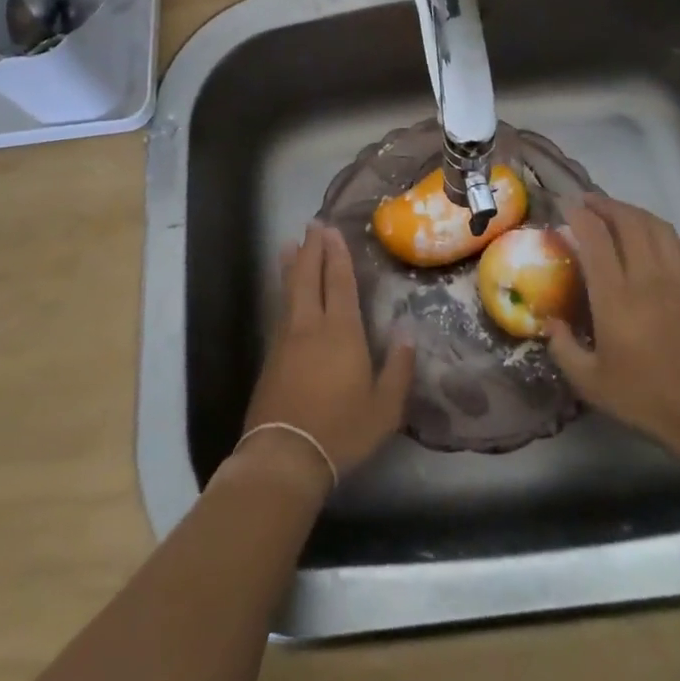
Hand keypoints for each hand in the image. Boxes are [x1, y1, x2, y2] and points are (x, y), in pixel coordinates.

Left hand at [238, 222, 414, 490]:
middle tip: (313, 224)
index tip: (332, 229)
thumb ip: (398, 369)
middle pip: (309, 276)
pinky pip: (280, 309)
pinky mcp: (271, 355)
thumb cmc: (341, 430)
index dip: (336, 254)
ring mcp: (286, 338)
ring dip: (293, 264)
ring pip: (289, 290)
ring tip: (291, 244)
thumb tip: (409, 332)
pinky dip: (284, 290)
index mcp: (341, 332)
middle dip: (312, 248)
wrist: (284, 456)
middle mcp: (310, 325)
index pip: (339, 282)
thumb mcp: (384, 408)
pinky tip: (286, 291)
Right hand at [546, 194, 679, 460]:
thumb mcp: (591, 384)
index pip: (595, 239)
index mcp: (616, 297)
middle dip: (606, 205)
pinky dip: (667, 235)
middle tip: (590, 202)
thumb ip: (563, 349)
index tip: (566, 205)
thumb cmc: (649, 399)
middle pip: (629, 222)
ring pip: (659, 228)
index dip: (579, 215)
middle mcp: (649, 278)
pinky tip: (660, 241)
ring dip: (636, 213)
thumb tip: (549, 322)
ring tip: (621, 214)